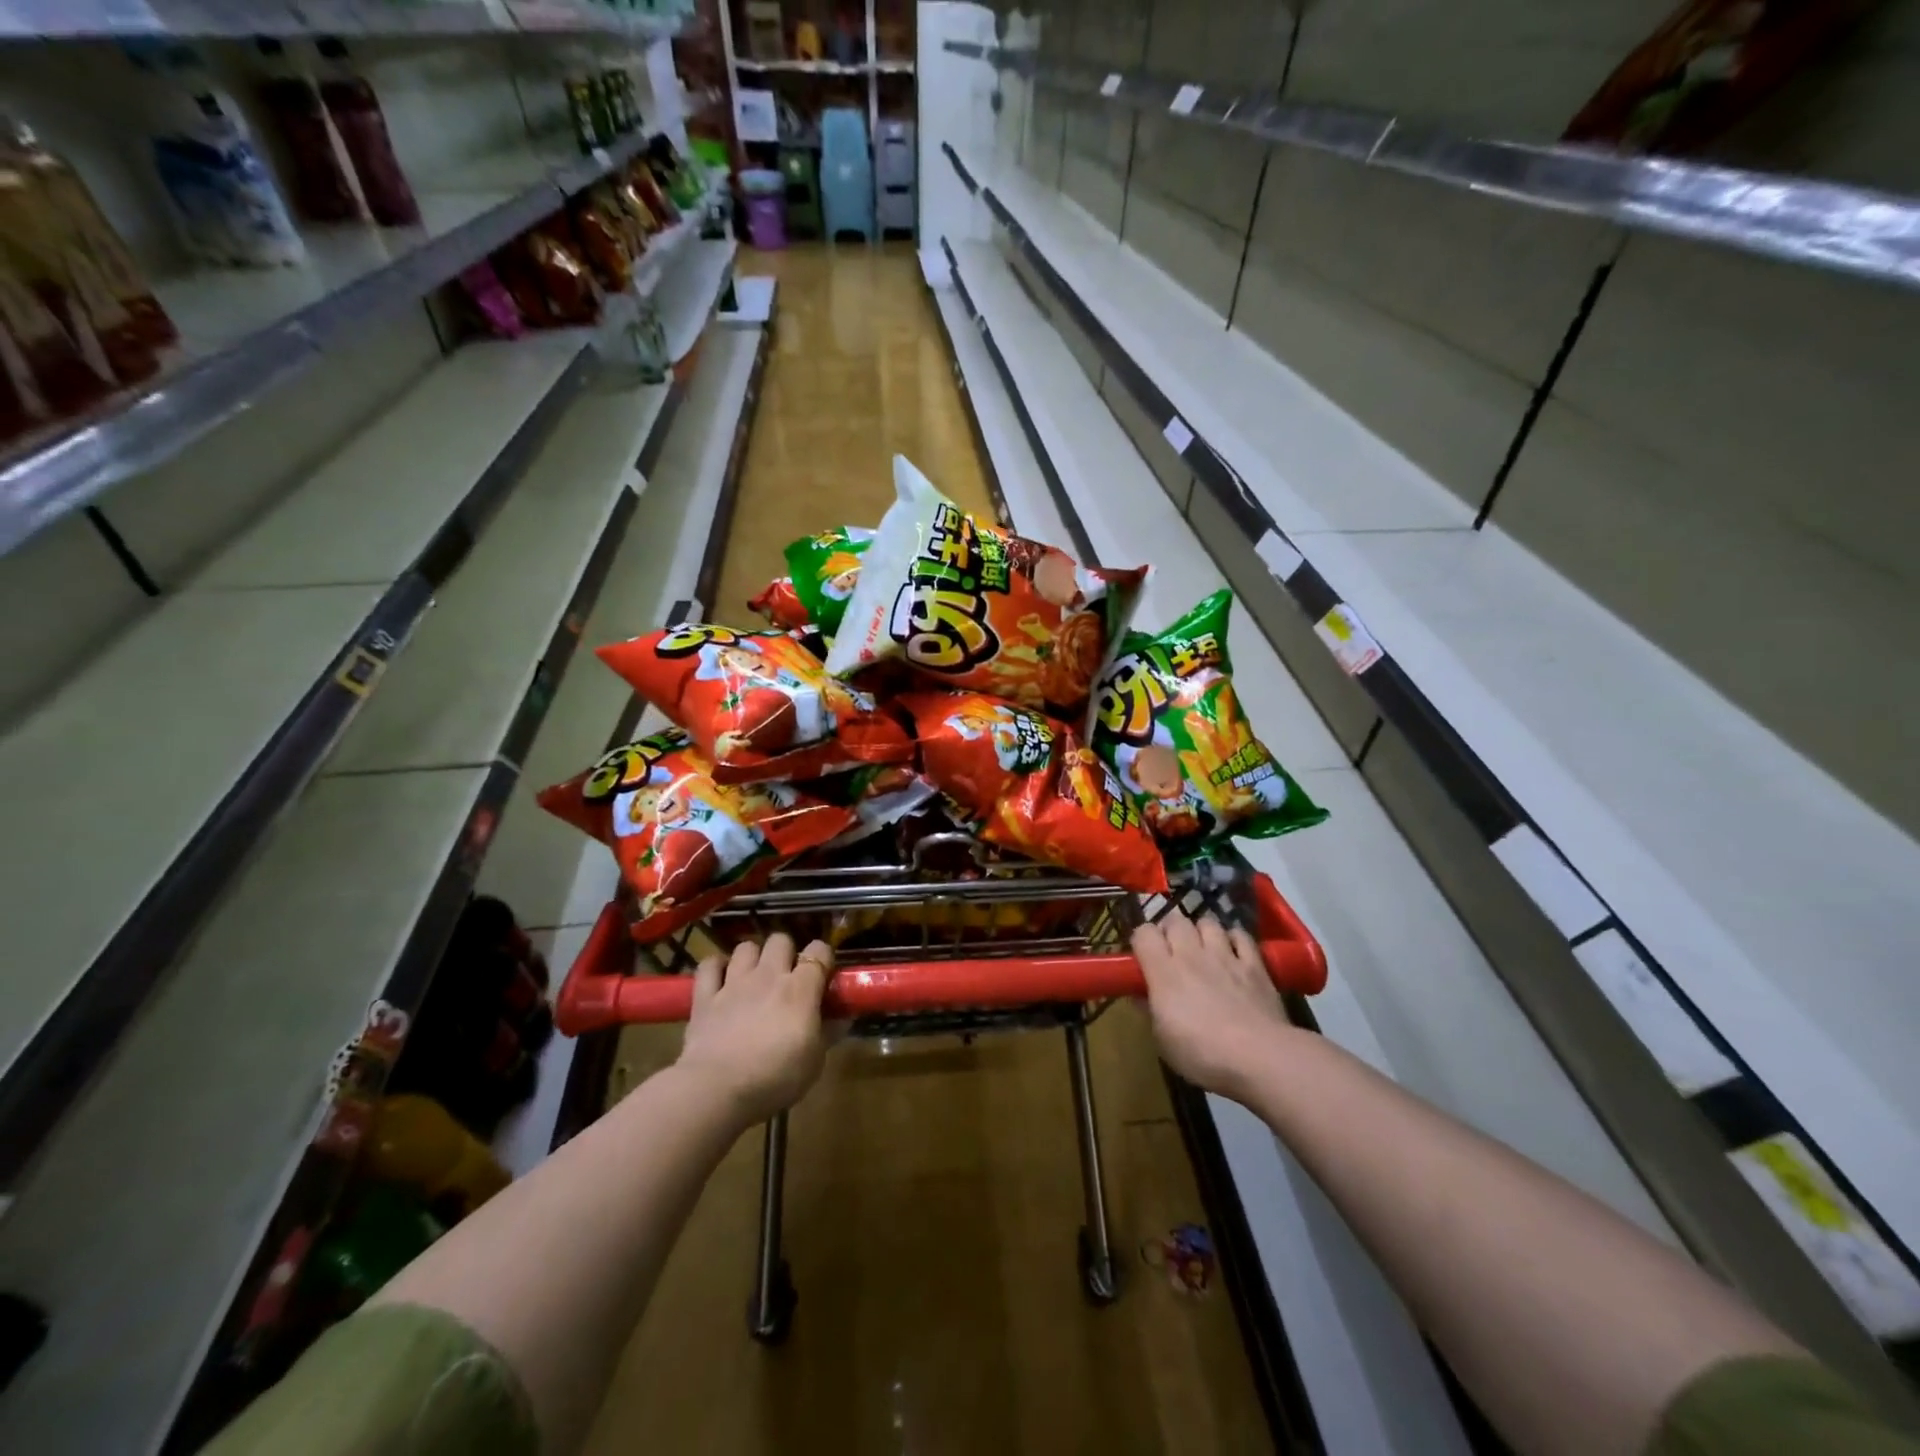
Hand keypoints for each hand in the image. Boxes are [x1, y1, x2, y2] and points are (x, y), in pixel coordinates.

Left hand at [677, 933, 831, 1123]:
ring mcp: (733, 983)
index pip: (819, 950)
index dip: (823, 958)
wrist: (717, 1090)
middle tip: (787, 978)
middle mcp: (768, 975)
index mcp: (800, 988)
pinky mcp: (705, 997)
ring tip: (754, 978)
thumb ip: (829, 1032)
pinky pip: (708, 965)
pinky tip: (721, 980)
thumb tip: (844, 1017)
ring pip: (745, 947)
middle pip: (780, 940)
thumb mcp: (814, 1061)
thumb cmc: (775, 1078)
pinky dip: (715, 967)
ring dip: (752, 958)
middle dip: (786, 953)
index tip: (823, 976)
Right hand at [1132, 912, 1291, 1098]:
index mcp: (1164, 971)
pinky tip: (1234, 952)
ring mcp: (1225, 955)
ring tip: (1203, 948)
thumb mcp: (1163, 1041)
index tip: (1144, 956)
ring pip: (1208, 922)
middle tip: (1172, 950)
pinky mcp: (1255, 963)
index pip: (1143, 933)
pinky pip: (1241, 935)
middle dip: (1170, 930)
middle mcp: (1192, 954)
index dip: (1141, 940)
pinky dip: (1234, 939)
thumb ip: (1150, 1012)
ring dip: (1201, 931)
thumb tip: (1140, 996)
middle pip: (1175, 920)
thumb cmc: (1203, 1053)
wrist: (1260, 1057)